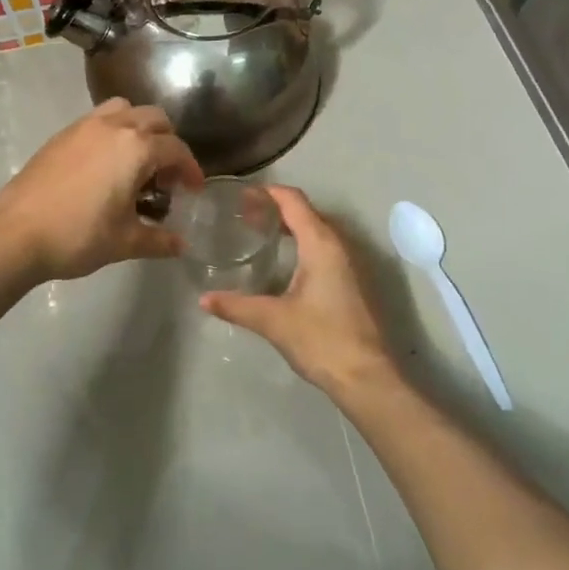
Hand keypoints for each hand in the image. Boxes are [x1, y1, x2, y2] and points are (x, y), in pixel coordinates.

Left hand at [0, 100, 202, 281]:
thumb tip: (181, 245)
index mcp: (135, 148)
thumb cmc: (78, 237)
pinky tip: (104, 167)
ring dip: (139, 128)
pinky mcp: (60, 136)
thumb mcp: (125, 242)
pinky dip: (112, 132)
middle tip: (166, 177)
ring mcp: (82, 127)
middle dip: (168, 143)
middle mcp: (113, 126)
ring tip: (136, 162)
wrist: (15, 234)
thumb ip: (159, 239)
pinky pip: (97, 120)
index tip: (194, 190)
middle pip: (154, 119)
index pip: (176, 150)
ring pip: (123, 110)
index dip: (191, 170)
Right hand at [200, 186, 397, 395]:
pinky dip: (300, 244)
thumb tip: (203, 299)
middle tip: (241, 216)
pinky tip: (281, 264)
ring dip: (289, 227)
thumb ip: (236, 306)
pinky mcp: (350, 283)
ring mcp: (348, 264)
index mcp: (321, 244)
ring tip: (257, 234)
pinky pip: (322, 249)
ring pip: (316, 231)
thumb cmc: (320, 339)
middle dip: (274, 209)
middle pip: (305, 212)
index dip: (267, 193)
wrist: (365, 376)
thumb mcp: (272, 320)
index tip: (240, 195)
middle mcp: (338, 246)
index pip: (293, 201)